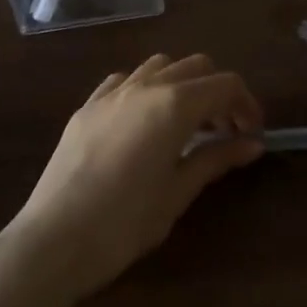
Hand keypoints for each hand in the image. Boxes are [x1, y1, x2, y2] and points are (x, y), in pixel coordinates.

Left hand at [0, 54, 262, 299]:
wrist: (53, 241)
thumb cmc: (125, 223)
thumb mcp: (178, 192)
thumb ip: (216, 159)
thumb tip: (252, 144)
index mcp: (175, 104)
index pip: (225, 85)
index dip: (246, 104)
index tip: (252, 133)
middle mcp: (146, 85)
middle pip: (196, 66)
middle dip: (218, 92)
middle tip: (225, 130)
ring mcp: (112, 92)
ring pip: (160, 65)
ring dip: (182, 84)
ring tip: (185, 123)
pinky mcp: (87, 106)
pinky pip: (125, 80)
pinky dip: (146, 89)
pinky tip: (144, 121)